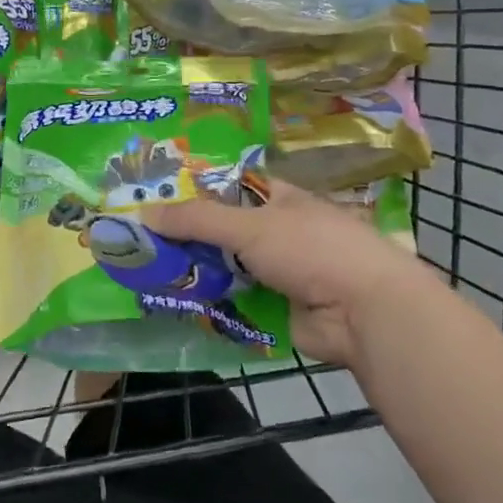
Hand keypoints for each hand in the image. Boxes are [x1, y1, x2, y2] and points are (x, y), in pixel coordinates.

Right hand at [140, 182, 425, 366]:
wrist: (364, 313)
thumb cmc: (311, 250)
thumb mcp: (250, 226)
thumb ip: (197, 220)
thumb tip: (142, 213)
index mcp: (277, 199)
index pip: (227, 188)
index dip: (193, 191)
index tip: (152, 198)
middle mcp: (275, 232)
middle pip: (221, 231)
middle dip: (186, 237)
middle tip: (138, 240)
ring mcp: (276, 273)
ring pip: (224, 269)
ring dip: (194, 273)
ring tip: (145, 272)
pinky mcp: (275, 310)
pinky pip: (233, 303)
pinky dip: (209, 304)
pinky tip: (173, 303)